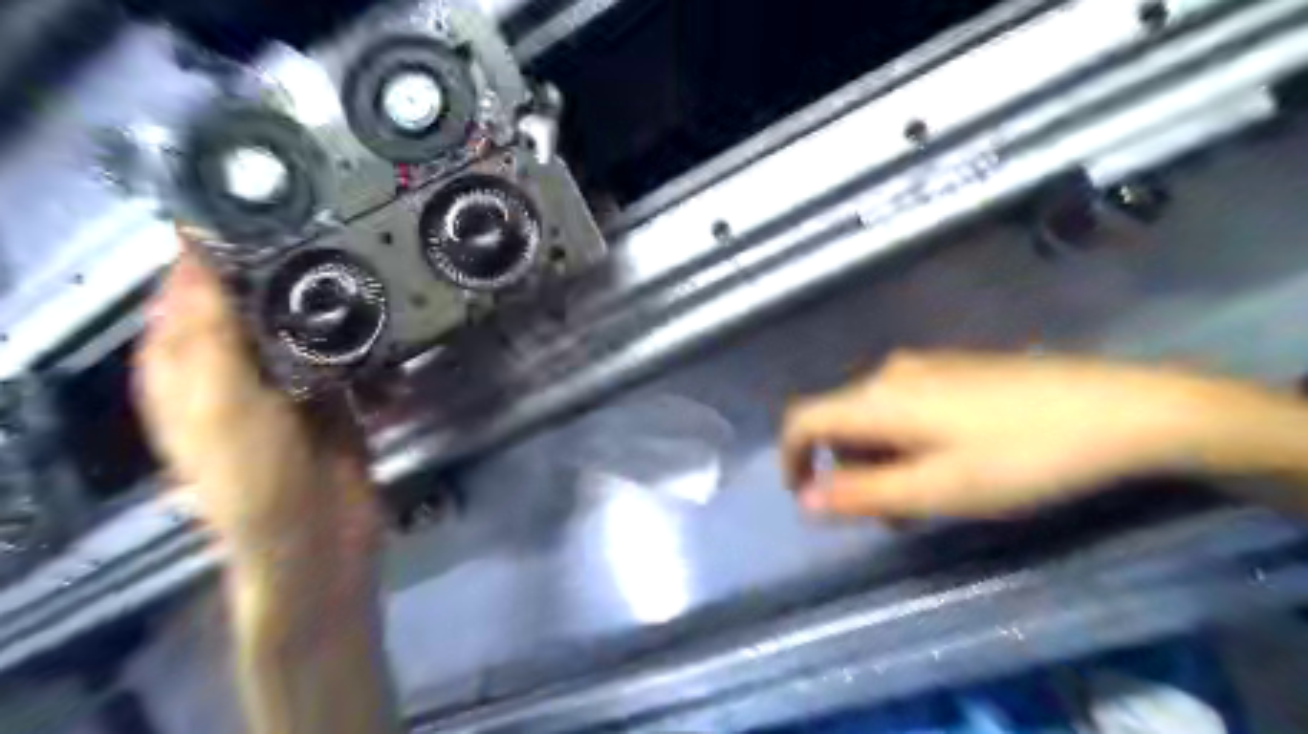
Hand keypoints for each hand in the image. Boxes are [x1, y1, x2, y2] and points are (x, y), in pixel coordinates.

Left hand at [133, 243, 378, 561]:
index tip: (265, 196)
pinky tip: (385, 312)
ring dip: (331, 293)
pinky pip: (345, 346)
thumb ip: (209, 324)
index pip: (190, 279)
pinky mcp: (334, 390)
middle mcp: (230, 361)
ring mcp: (287, 375)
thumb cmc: (252, 473)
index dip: (216, 238)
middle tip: (332, 221)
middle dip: (288, 260)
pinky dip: (361, 330)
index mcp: (181, 359)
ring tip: (367, 254)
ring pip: (306, 316)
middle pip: (255, 293)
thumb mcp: (219, 396)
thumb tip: (200, 242)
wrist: (317, 534)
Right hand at [780, 352, 1301, 518]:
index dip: (791, 456)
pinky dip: (907, 439)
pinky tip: (952, 461)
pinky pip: (905, 405)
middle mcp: (891, 373)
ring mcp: (926, 365)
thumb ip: (863, 494)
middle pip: (841, 421)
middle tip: (890, 513)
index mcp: (878, 399)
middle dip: (849, 468)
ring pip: (875, 415)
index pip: (804, 419)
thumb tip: (804, 500)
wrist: (1118, 408)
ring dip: (881, 458)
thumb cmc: (1020, 457)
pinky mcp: (956, 368)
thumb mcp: (937, 489)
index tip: (801, 495)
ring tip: (928, 495)